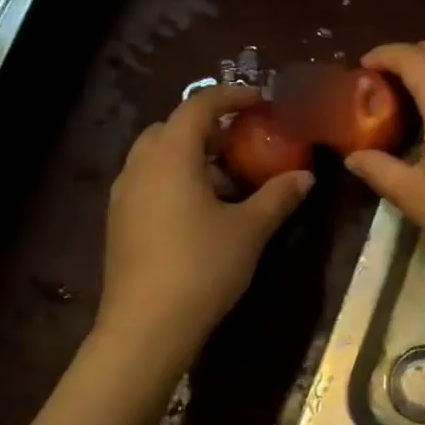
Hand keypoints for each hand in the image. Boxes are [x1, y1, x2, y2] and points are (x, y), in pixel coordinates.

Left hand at [94, 84, 311, 368]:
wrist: (146, 329)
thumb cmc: (202, 267)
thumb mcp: (249, 229)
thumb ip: (278, 196)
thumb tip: (305, 176)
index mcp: (171, 157)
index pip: (198, 106)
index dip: (230, 96)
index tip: (260, 99)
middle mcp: (140, 167)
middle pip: (171, 127)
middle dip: (207, 126)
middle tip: (241, 140)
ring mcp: (124, 196)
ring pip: (157, 156)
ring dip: (190, 154)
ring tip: (226, 178)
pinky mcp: (119, 222)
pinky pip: (149, 181)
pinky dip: (175, 178)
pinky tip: (202, 209)